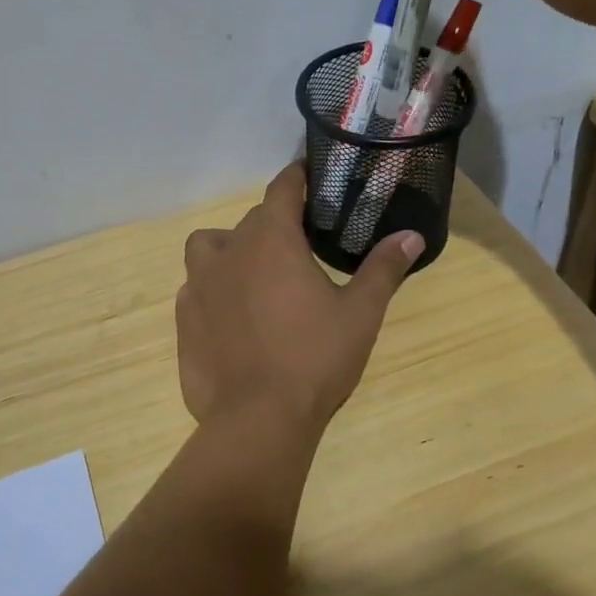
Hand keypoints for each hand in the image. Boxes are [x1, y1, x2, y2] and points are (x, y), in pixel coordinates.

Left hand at [176, 164, 423, 429]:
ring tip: (255, 276)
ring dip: (230, 250)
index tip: (310, 175)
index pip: (282, 188)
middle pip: (250, 221)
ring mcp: (198, 285)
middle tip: (300, 248)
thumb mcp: (360, 313)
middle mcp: (228, 252)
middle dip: (274, 225)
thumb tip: (412, 236)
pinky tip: (232, 317)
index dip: (297, 177)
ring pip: (209, 247)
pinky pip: (195, 288)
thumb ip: (383, 269)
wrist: (257, 419)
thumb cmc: (315, 359)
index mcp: (271, 239)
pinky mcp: (182, 319)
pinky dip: (213, 290)